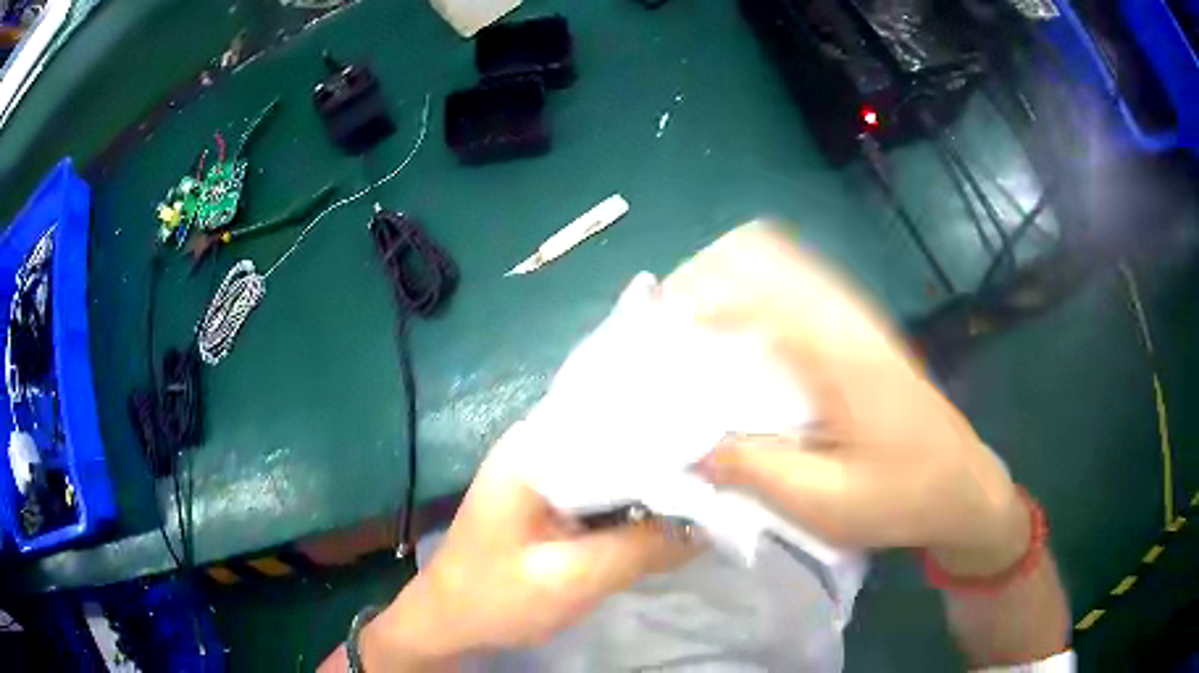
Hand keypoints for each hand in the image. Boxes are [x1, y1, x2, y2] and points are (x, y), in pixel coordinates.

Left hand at [356, 427, 697, 670]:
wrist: (448, 620)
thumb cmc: (495, 599)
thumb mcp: (572, 580)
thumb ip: (641, 548)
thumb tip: (711, 524)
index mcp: (534, 449)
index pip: (619, 419)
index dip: (674, 434)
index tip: (726, 452)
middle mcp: (539, 443)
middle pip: (619, 436)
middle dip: (671, 457)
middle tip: (730, 473)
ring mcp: (543, 467)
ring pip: (615, 460)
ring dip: (656, 478)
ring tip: (714, 487)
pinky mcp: (550, 492)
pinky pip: (604, 483)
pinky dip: (635, 496)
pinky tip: (671, 508)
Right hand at [660, 223, 1028, 576]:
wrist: (961, 486)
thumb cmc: (902, 498)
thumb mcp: (826, 503)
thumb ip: (756, 470)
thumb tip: (692, 447)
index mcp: (840, 353)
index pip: (754, 286)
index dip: (695, 298)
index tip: (656, 336)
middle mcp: (846, 315)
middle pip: (761, 249)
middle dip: (702, 276)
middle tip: (668, 329)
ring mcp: (854, 315)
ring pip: (777, 257)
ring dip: (725, 280)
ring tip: (692, 331)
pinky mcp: (857, 327)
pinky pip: (793, 281)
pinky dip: (751, 293)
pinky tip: (739, 342)